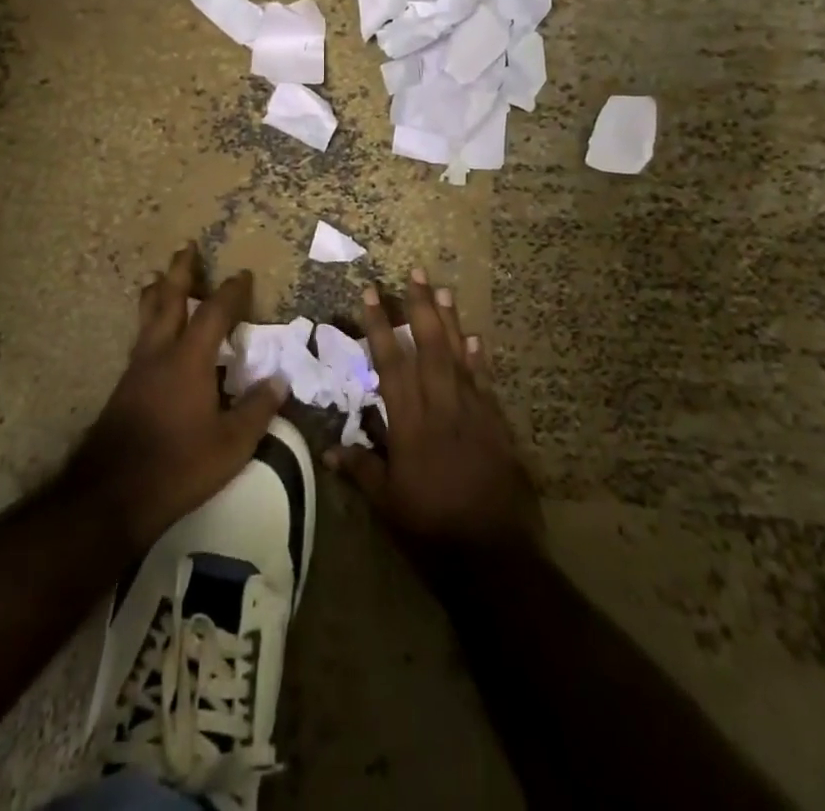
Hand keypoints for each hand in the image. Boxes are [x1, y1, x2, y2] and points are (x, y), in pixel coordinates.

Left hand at [65, 245, 286, 553]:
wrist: (112, 494)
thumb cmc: (179, 466)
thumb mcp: (231, 444)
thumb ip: (257, 410)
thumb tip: (280, 381)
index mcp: (189, 359)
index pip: (214, 313)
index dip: (230, 291)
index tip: (242, 274)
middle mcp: (159, 353)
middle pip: (168, 299)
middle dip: (180, 272)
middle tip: (185, 247)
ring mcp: (136, 369)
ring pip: (146, 317)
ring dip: (157, 292)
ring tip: (158, 278)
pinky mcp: (123, 387)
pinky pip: (140, 339)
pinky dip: (149, 321)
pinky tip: (153, 334)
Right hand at [329, 268, 542, 551]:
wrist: (494, 553)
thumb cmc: (432, 527)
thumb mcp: (388, 503)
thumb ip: (361, 469)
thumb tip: (328, 450)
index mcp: (410, 423)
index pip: (390, 363)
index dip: (379, 326)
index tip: (371, 293)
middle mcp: (441, 407)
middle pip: (429, 347)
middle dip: (419, 307)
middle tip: (415, 272)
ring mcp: (473, 412)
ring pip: (458, 356)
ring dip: (449, 321)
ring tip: (441, 288)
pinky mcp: (496, 425)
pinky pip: (484, 382)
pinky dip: (478, 358)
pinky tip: (475, 338)